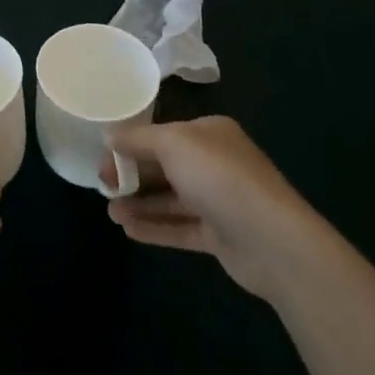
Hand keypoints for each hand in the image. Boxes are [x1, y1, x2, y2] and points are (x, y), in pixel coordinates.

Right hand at [106, 116, 316, 302]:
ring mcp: (218, 201)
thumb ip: (138, 139)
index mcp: (209, 133)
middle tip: (102, 185)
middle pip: (164, 166)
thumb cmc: (219, 177)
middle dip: (133, 175)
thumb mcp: (173, 143)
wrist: (272, 240)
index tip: (104, 157)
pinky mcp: (220, 236)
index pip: (163, 134)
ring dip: (139, 204)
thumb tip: (109, 135)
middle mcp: (215, 163)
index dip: (131, 143)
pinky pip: (180, 228)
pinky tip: (128, 230)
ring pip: (170, 199)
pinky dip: (155, 228)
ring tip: (110, 211)